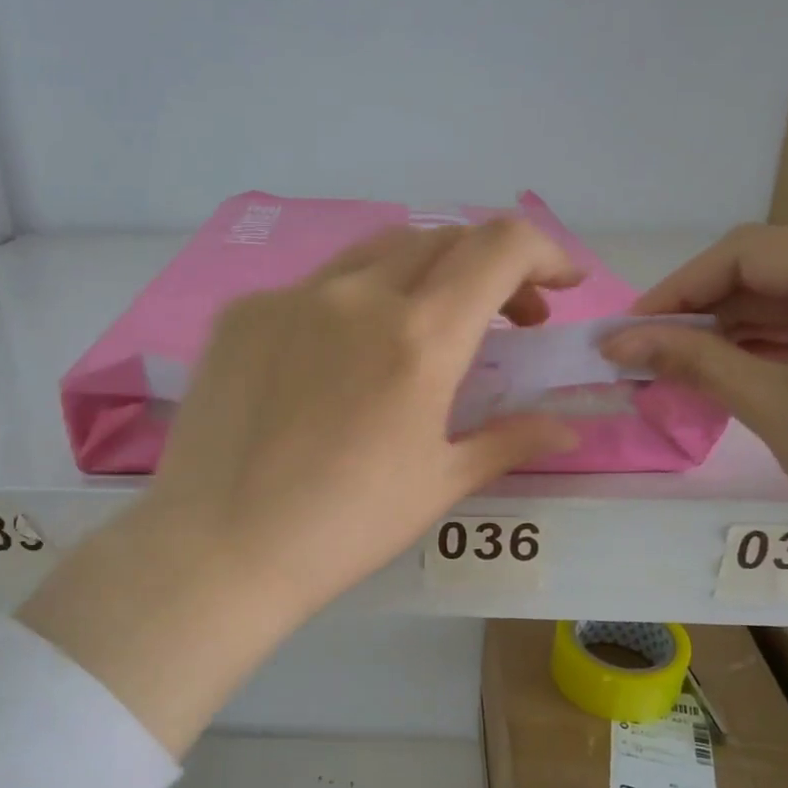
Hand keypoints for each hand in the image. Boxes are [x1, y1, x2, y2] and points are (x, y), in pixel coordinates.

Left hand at [145, 216, 581, 608]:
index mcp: (418, 338)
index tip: (557, 287)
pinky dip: (352, 303)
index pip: (499, 247)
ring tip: (425, 328)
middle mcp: (357, 296)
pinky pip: (313, 287)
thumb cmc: (344, 527)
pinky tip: (339, 358)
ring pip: (376, 253)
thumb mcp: (438, 483)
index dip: (543, 252)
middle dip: (489, 270)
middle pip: (442, 240)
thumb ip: (509, 440)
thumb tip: (567, 430)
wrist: (220, 548)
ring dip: (422, 274)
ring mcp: (291, 297)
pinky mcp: (242, 313)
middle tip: (501, 323)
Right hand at [603, 225, 787, 576]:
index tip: (628, 330)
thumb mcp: (772, 407)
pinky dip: (782, 341)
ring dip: (740, 327)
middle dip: (707, 309)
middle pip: (779, 268)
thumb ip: (692, 361)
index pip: (751, 252)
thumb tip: (615, 342)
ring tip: (682, 364)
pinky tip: (737, 367)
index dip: (679, 288)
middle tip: (649, 352)